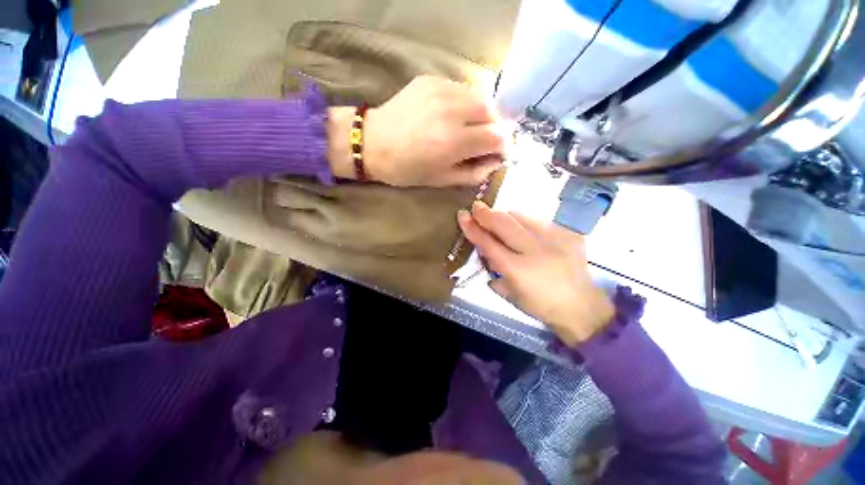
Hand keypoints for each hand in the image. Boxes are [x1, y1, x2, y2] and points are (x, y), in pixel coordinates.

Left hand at [327, 76, 504, 186]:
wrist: (372, 143)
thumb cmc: (406, 169)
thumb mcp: (442, 180)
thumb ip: (474, 173)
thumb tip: (495, 163)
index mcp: (453, 142)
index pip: (497, 137)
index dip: (503, 146)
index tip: (497, 153)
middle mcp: (451, 111)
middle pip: (492, 112)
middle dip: (493, 128)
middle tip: (482, 141)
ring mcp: (441, 90)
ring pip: (479, 97)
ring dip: (480, 114)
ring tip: (467, 128)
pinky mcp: (431, 80)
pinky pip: (461, 89)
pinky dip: (464, 103)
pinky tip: (451, 115)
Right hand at [457, 201, 614, 345]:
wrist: (582, 307)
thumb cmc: (540, 305)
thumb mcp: (510, 294)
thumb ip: (494, 272)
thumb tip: (484, 251)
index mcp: (517, 270)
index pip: (488, 244)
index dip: (473, 228)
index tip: (462, 215)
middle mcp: (535, 251)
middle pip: (504, 224)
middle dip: (487, 213)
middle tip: (476, 206)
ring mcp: (555, 240)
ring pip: (523, 216)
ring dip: (506, 214)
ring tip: (498, 215)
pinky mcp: (569, 234)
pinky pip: (540, 220)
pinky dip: (526, 220)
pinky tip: (522, 224)